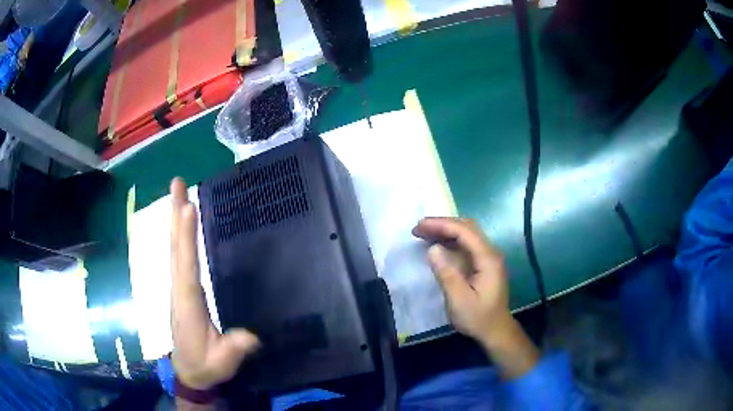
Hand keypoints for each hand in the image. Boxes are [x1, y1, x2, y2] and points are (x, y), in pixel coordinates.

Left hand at [170, 178, 259, 389]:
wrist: (188, 372)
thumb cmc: (205, 365)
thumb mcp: (222, 363)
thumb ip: (234, 350)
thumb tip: (252, 335)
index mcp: (188, 303)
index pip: (186, 266)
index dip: (186, 238)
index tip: (188, 208)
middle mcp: (179, 289)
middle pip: (175, 248)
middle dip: (175, 215)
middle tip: (177, 183)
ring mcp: (179, 288)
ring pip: (175, 249)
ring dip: (175, 220)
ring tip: (179, 193)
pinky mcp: (182, 289)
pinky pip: (179, 257)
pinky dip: (180, 236)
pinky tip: (183, 226)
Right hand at [413, 217, 538, 377]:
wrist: (495, 331)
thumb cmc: (478, 317)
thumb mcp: (459, 300)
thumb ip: (446, 273)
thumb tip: (432, 248)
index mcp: (487, 258)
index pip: (464, 231)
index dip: (441, 225)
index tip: (419, 226)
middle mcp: (490, 253)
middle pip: (467, 228)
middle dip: (442, 224)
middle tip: (419, 228)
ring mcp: (487, 257)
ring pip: (466, 234)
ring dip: (445, 231)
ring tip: (423, 233)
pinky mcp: (482, 264)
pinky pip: (466, 245)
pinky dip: (450, 241)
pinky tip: (437, 245)